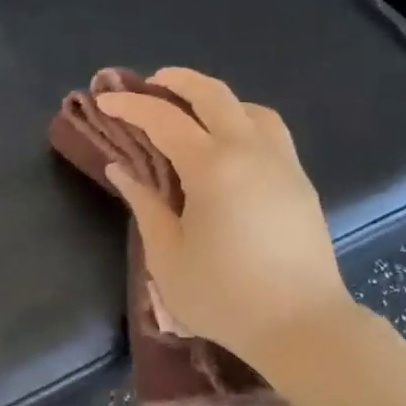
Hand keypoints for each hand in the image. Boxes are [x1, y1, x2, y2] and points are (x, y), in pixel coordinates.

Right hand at [97, 68, 353, 368]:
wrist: (301, 325)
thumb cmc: (224, 297)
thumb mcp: (167, 257)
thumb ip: (144, 205)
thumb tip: (121, 169)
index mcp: (212, 168)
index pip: (164, 120)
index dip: (131, 106)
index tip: (105, 100)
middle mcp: (250, 151)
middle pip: (214, 95)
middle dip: (177, 80)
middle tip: (150, 83)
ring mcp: (282, 163)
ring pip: (250, 108)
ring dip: (217, 99)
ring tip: (193, 112)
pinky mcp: (300, 182)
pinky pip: (271, 132)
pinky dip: (244, 120)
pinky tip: (231, 145)